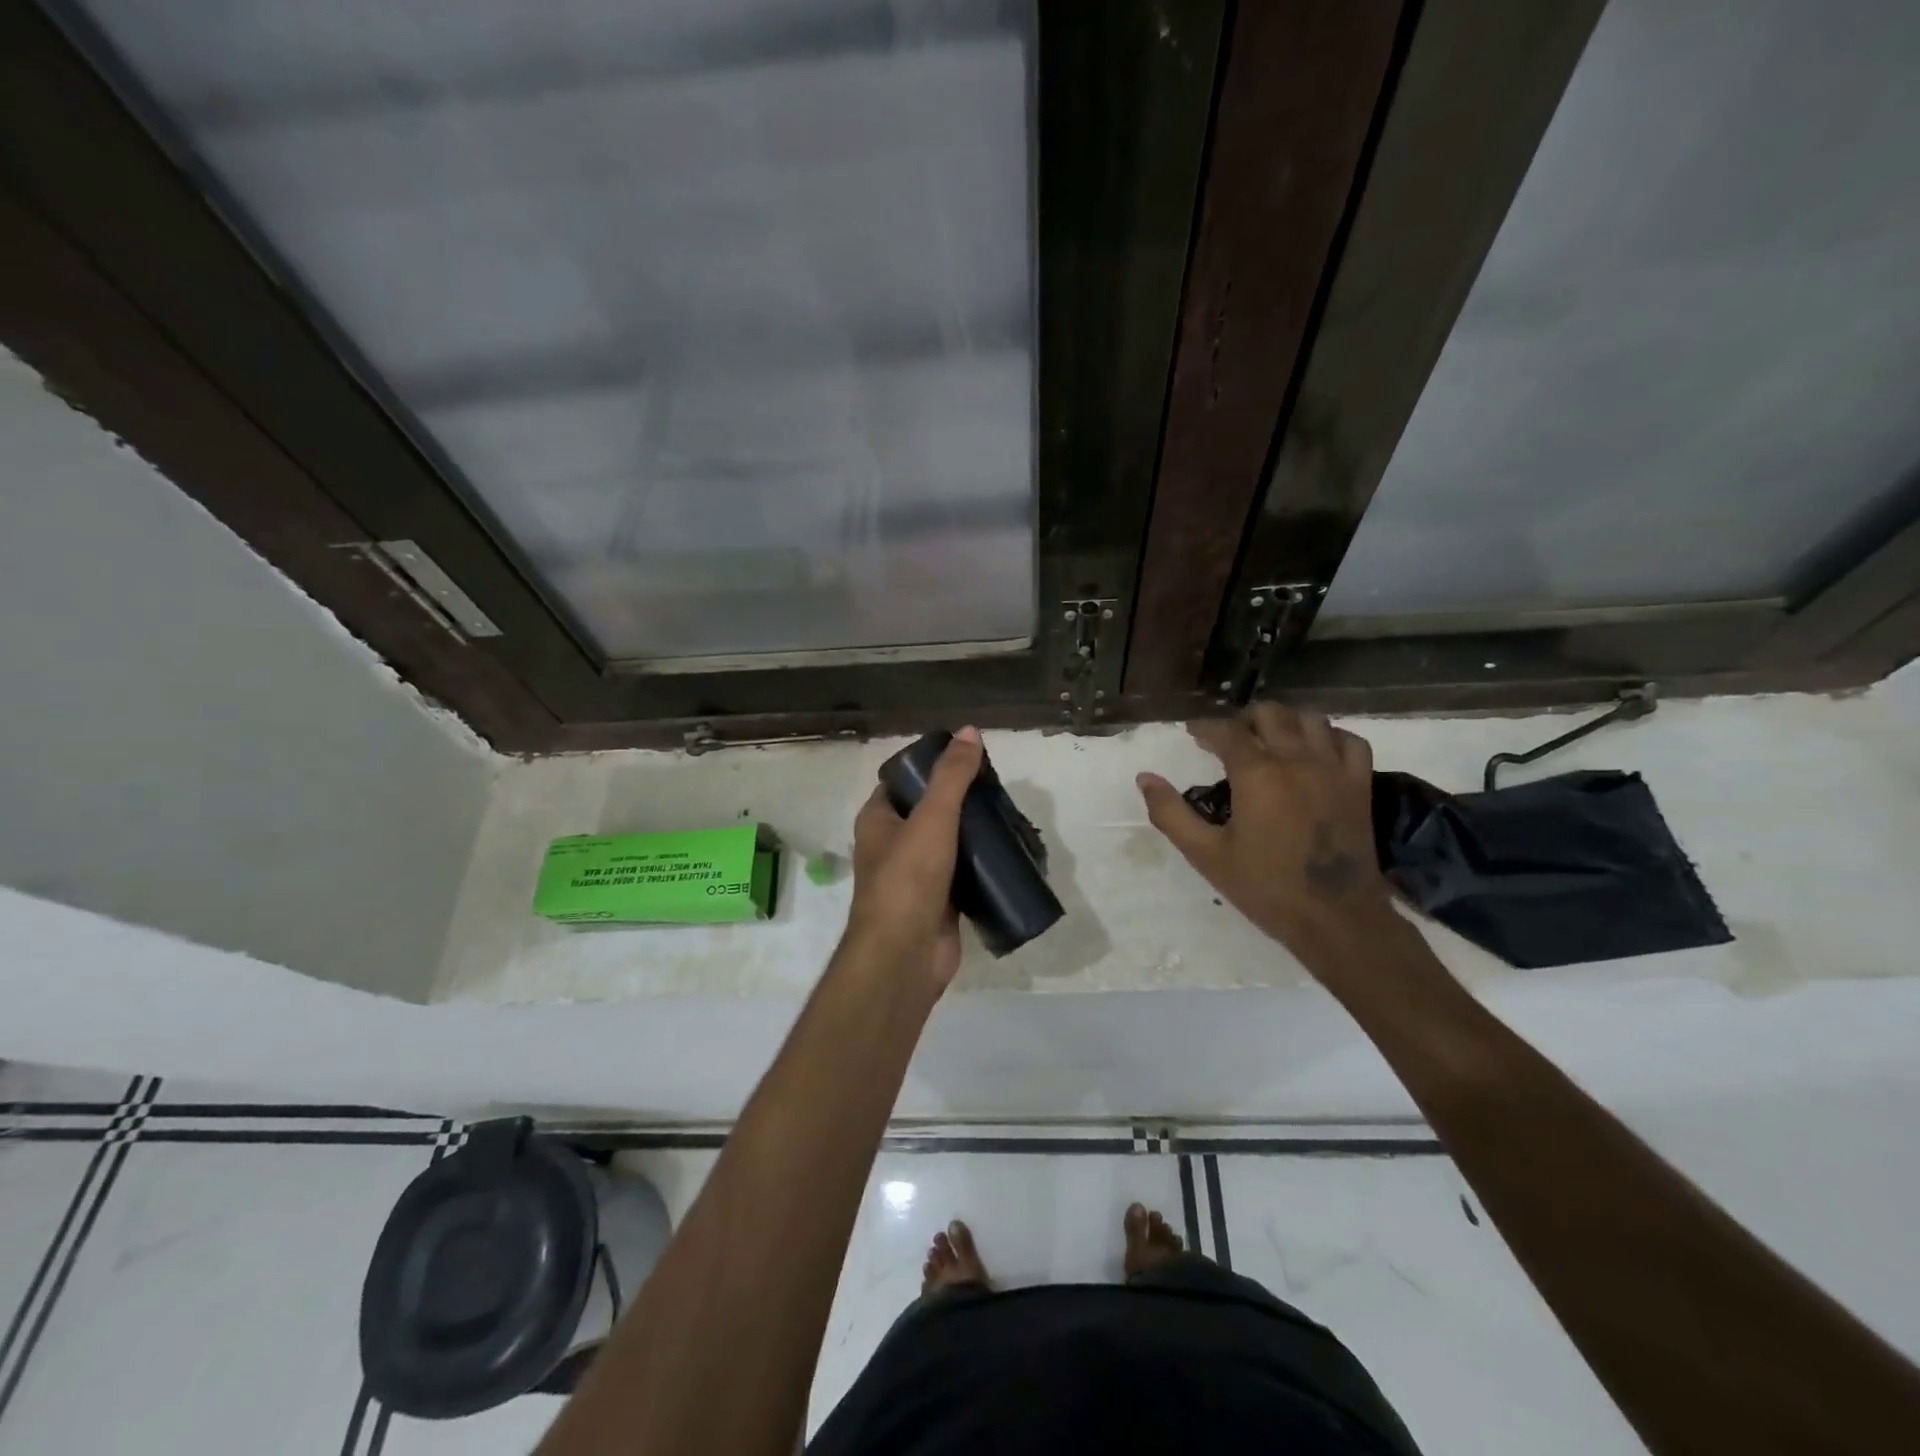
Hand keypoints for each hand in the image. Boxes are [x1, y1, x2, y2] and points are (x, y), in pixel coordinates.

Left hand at [840, 728, 984, 995]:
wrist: (905, 956)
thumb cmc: (909, 880)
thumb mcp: (932, 818)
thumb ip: (952, 776)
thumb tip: (969, 731)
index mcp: (878, 819)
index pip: (903, 780)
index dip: (931, 766)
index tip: (969, 757)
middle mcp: (892, 844)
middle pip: (930, 810)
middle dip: (962, 799)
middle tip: (998, 788)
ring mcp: (916, 876)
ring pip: (949, 843)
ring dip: (975, 832)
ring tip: (1009, 816)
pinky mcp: (940, 902)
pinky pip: (963, 874)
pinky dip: (982, 865)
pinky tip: (1009, 853)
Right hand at [1137, 705, 1395, 975]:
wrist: (1336, 919)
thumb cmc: (1265, 888)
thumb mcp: (1206, 854)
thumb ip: (1170, 813)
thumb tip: (1145, 778)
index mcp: (1257, 774)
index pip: (1226, 731)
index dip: (1205, 727)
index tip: (1192, 732)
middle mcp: (1297, 760)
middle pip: (1270, 714)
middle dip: (1243, 719)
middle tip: (1228, 738)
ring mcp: (1334, 770)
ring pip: (1311, 719)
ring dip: (1285, 721)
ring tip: (1269, 738)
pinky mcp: (1359, 785)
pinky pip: (1349, 741)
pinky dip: (1329, 736)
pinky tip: (1315, 749)